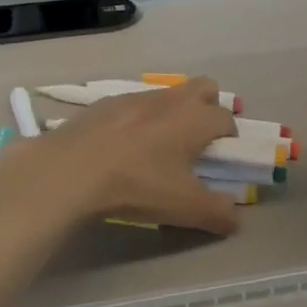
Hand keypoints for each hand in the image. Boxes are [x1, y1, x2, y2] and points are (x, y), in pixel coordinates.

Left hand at [0, 79, 240, 235]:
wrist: (71, 169)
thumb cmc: (137, 184)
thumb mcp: (184, 207)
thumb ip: (218, 213)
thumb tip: (235, 218)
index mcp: (196, 118)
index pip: (227, 119)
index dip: (229, 140)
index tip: (219, 163)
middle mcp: (171, 99)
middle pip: (205, 89)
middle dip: (208, 109)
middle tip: (196, 144)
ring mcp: (136, 96)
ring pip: (168, 96)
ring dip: (172, 115)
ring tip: (156, 149)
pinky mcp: (105, 102)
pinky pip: (134, 105)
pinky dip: (137, 120)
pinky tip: (121, 148)